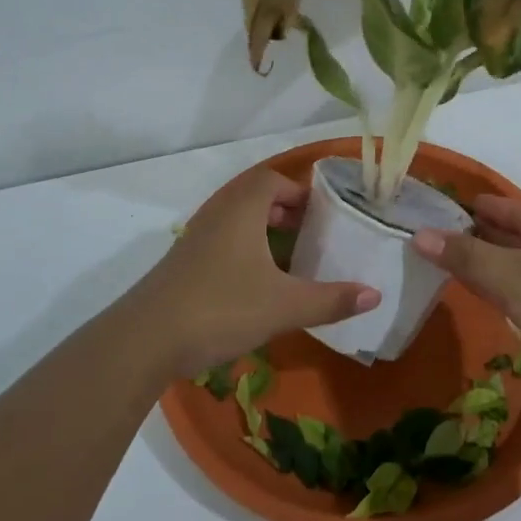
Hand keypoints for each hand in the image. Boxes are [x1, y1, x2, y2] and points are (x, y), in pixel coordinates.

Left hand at [126, 167, 379, 376]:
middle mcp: (216, 215)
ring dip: (263, 229)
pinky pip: (221, 240)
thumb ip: (331, 300)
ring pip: (235, 220)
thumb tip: (375, 294)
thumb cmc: (221, 309)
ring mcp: (194, 239)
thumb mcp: (284, 307)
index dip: (299, 192)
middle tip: (312, 233)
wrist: (145, 340)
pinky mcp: (182, 264)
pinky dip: (244, 248)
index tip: (324, 214)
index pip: (272, 180)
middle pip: (253, 196)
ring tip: (288, 256)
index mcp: (241, 210)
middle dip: (284, 210)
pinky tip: (256, 282)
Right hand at [411, 196, 520, 430]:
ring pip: (513, 270)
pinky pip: (516, 299)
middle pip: (513, 238)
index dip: (478, 206)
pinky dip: (491, 293)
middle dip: (473, 236)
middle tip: (425, 233)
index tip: (437, 204)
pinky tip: (463, 291)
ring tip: (433, 258)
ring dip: (479, 266)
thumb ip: (467, 256)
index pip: (514, 209)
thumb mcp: (515, 276)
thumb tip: (419, 235)